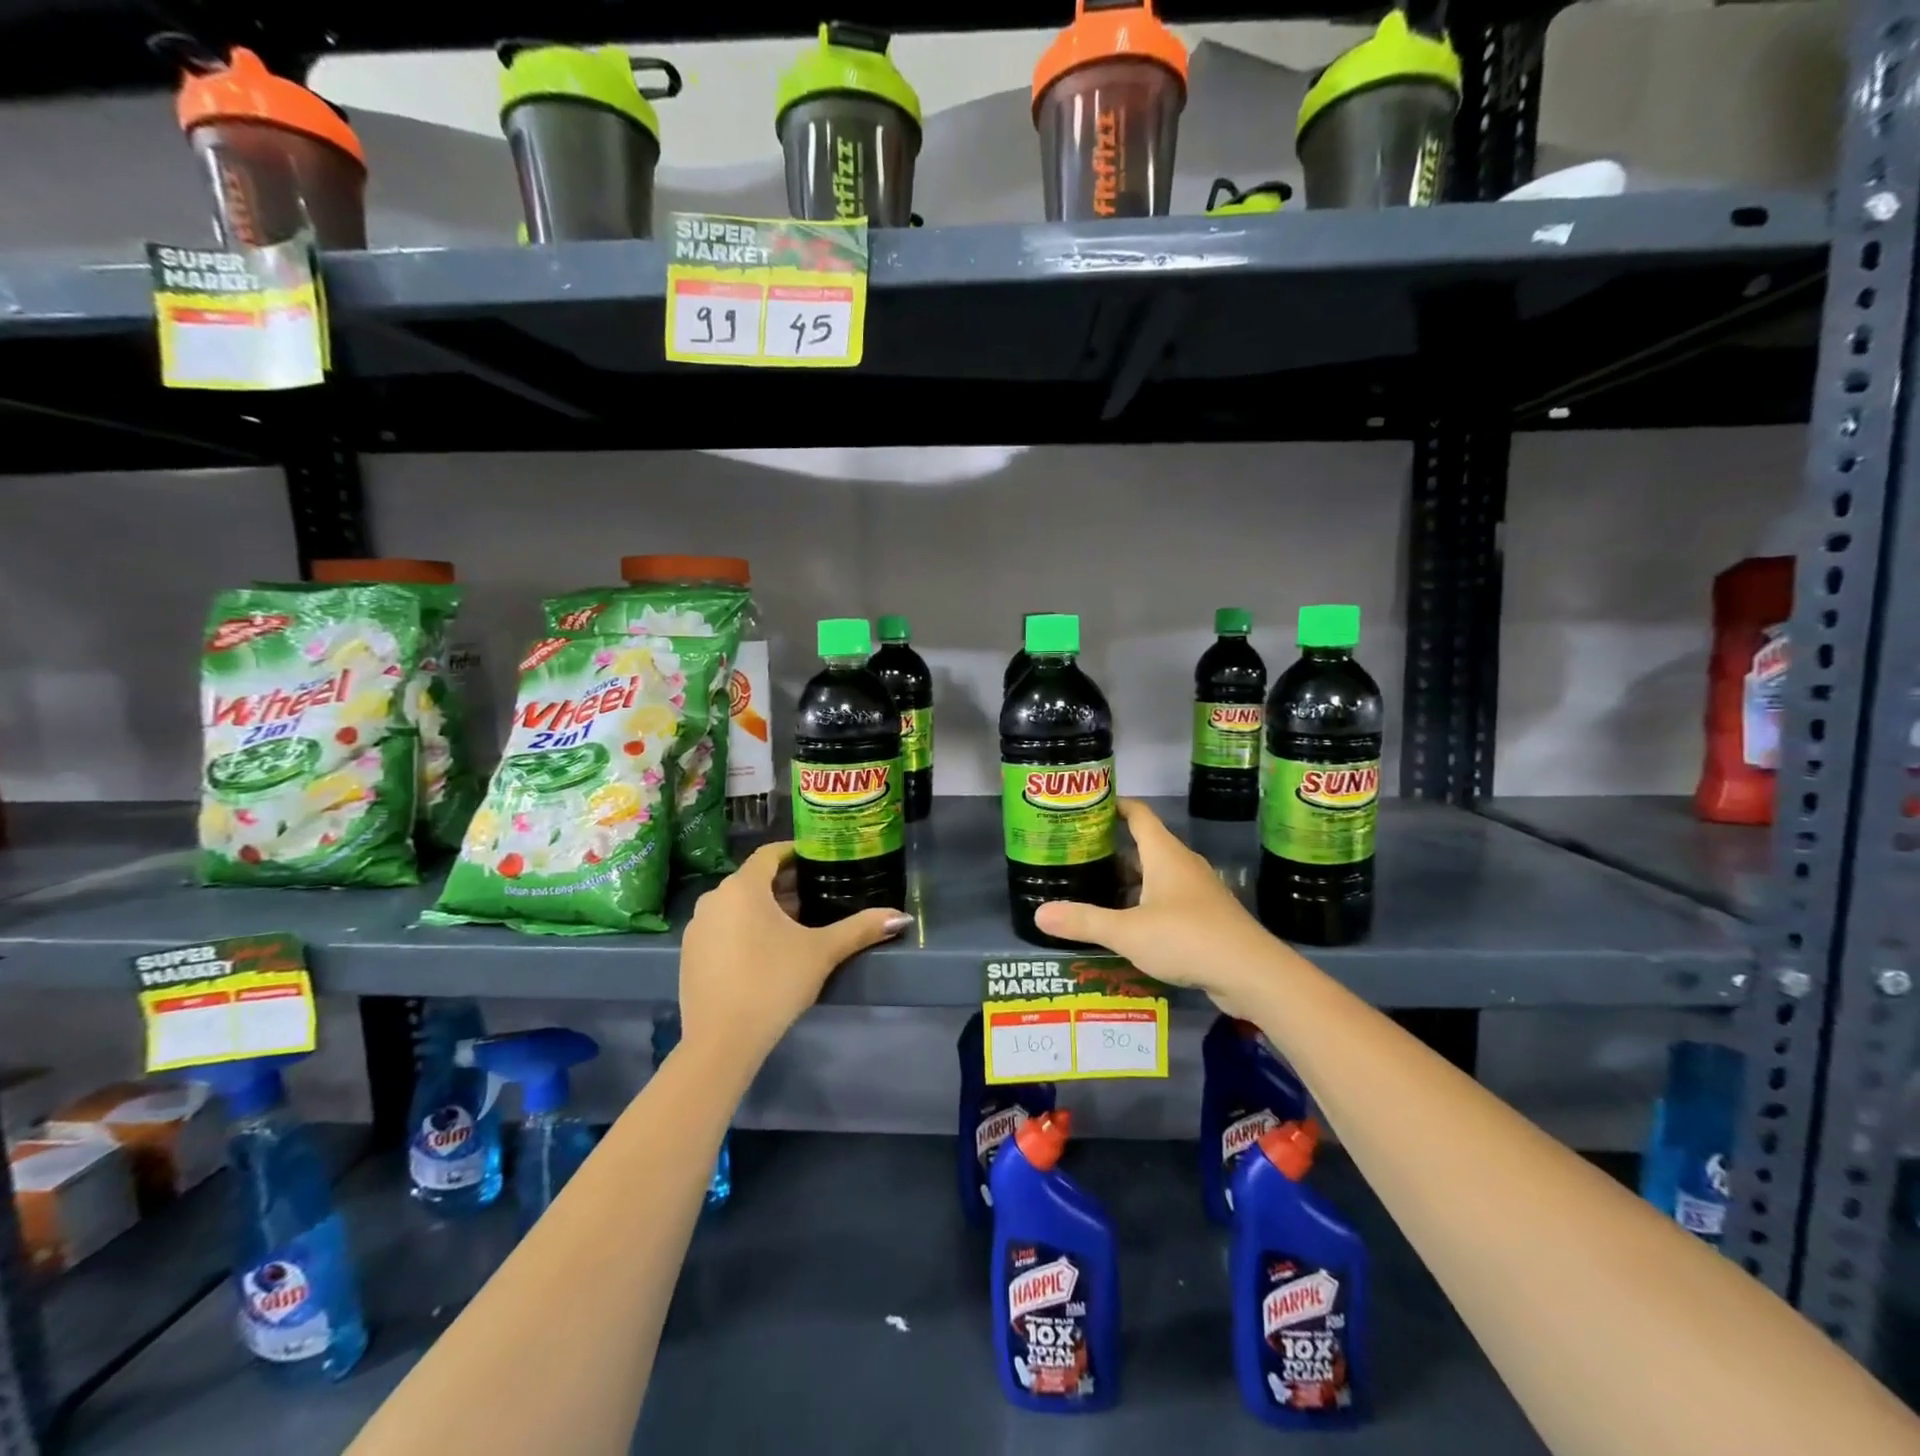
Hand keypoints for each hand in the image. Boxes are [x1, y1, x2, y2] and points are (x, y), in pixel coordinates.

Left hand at [678, 841, 910, 1060]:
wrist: (721, 1041)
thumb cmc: (774, 982)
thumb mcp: (822, 952)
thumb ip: (861, 928)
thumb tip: (901, 917)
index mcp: (743, 887)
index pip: (770, 854)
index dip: (795, 852)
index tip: (819, 858)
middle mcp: (714, 898)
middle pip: (754, 880)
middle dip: (785, 884)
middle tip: (818, 893)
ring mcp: (697, 927)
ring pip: (736, 905)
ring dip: (765, 908)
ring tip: (797, 923)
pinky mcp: (690, 954)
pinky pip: (722, 927)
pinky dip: (744, 928)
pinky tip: (766, 952)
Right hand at [1034, 799, 1286, 1013]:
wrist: (1252, 973)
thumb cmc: (1187, 938)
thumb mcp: (1127, 931)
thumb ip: (1083, 921)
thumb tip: (1039, 914)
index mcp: (1164, 854)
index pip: (1138, 814)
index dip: (1115, 806)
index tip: (1088, 807)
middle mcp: (1182, 865)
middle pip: (1144, 846)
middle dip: (1113, 850)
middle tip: (1079, 856)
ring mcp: (1198, 891)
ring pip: (1157, 876)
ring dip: (1130, 881)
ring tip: (1096, 890)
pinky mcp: (1207, 916)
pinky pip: (1169, 899)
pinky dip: (1146, 904)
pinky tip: (1129, 925)